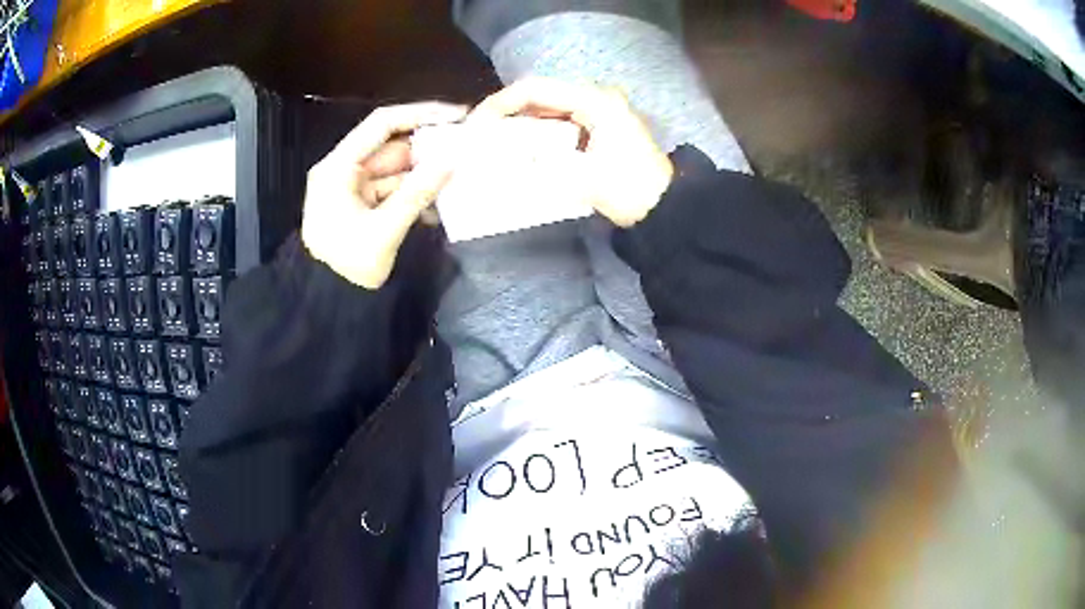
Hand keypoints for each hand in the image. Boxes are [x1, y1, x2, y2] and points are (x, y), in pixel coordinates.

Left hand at [301, 102, 467, 288]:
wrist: (326, 304)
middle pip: (391, 146)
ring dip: (424, 175)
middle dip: (427, 149)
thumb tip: (451, 162)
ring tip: (458, 179)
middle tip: (465, 150)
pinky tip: (436, 207)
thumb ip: (417, 193)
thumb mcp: (383, 230)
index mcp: (338, 167)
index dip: (420, 114)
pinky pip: (392, 190)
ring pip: (395, 169)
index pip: (381, 124)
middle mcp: (344, 170)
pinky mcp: (362, 205)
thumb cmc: (346, 267)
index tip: (456, 116)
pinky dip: (413, 195)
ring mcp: (352, 188)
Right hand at [469, 78, 672, 226]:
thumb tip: (501, 158)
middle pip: (540, 95)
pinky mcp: (599, 128)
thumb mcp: (583, 178)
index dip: (501, 103)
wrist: (666, 209)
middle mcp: (596, 98)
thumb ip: (539, 164)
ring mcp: (599, 112)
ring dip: (520, 122)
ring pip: (548, 108)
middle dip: (507, 111)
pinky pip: (559, 122)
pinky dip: (537, 132)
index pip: (536, 89)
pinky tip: (519, 146)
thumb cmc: (630, 191)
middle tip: (479, 132)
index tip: (475, 124)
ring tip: (492, 139)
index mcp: (595, 101)